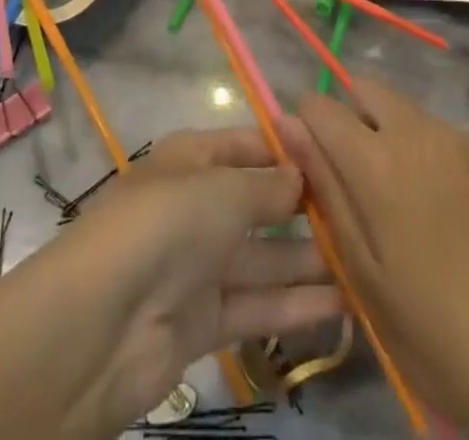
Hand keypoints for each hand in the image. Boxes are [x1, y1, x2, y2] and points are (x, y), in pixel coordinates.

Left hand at [50, 125, 341, 428]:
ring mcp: (200, 264)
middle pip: (260, 201)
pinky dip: (296, 305)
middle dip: (307, 208)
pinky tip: (344, 305)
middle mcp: (198, 205)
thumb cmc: (166, 226)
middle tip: (365, 216)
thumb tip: (302, 176)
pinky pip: (258, 305)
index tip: (341, 159)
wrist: (101, 324)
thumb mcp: (223, 190)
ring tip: (367, 262)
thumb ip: (268, 186)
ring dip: (310, 260)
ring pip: (265, 257)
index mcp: (193, 158)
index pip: (250, 144)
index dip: (291, 150)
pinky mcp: (204, 320)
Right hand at [286, 80, 468, 433]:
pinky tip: (449, 211)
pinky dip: (430, 152)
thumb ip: (324, 187)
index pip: (320, 106)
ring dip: (391, 133)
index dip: (305, 124)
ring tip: (406, 200)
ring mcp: (461, 139)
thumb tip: (288, 125)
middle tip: (356, 177)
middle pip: (367, 89)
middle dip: (350, 115)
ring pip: (407, 110)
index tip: (309, 160)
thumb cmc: (434, 332)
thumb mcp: (362, 270)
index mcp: (376, 160)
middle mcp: (417, 131)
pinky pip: (444, 133)